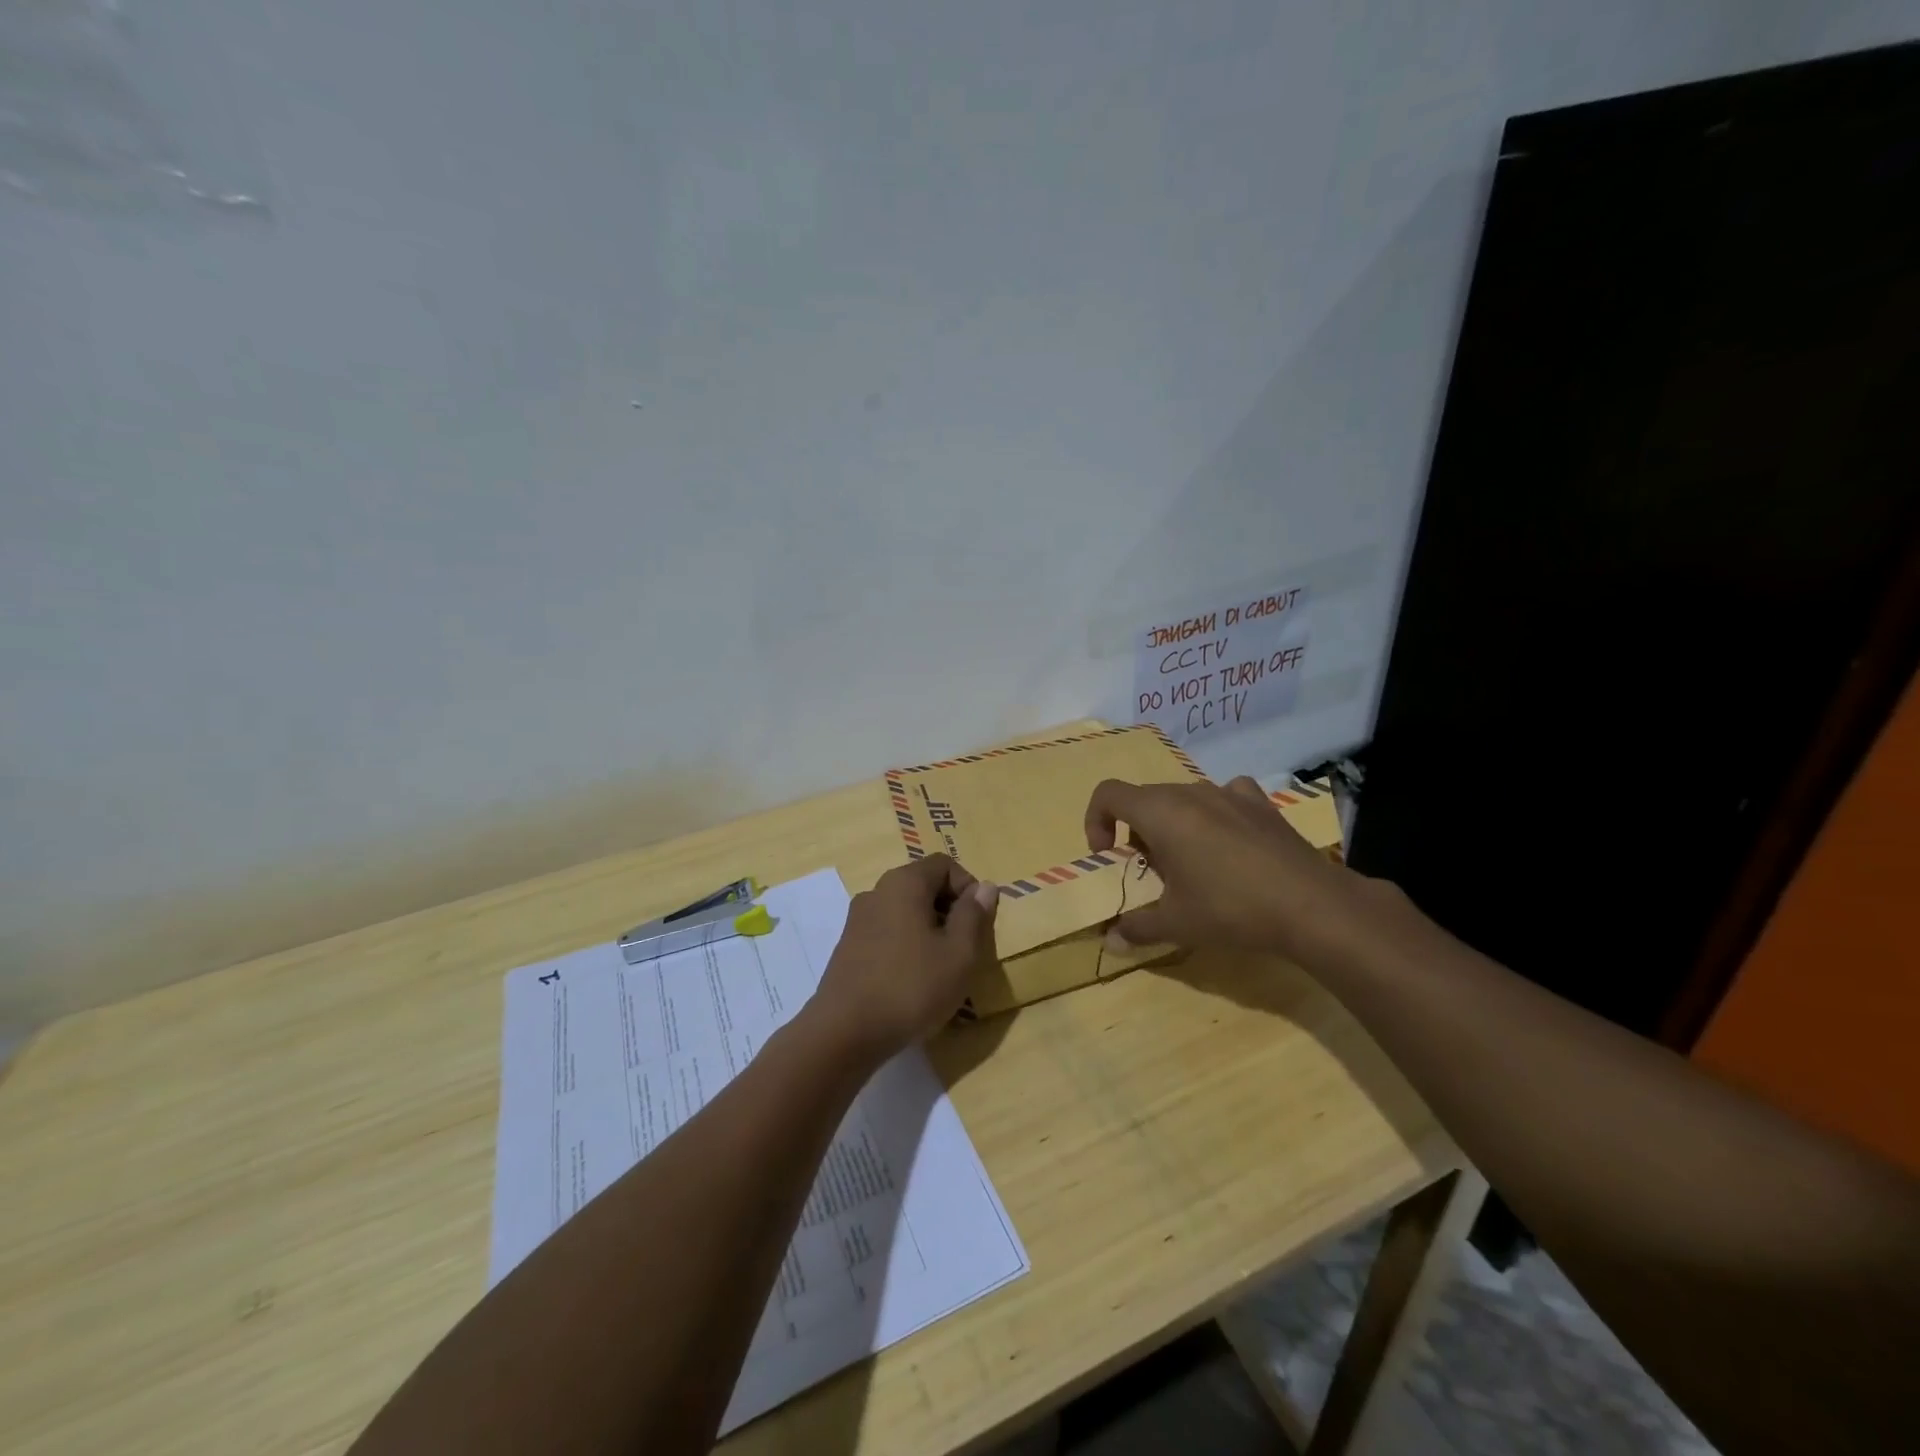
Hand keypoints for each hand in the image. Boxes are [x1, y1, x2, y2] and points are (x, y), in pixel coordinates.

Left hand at [808, 854, 998, 1061]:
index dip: (969, 888)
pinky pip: (887, 931)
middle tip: (964, 948)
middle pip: (923, 885)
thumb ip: (974, 915)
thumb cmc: (911, 988)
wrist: (844, 1033)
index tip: (978, 924)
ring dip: (929, 930)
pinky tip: (912, 981)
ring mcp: (858, 919)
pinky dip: (906, 945)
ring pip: (905, 910)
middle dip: (950, 910)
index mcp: (904, 883)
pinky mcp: (848, 946)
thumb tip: (985, 886)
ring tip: (941, 968)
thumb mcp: (959, 954)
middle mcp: (877, 891)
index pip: (945, 865)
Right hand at [1084, 775, 1380, 959]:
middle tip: (1151, 872)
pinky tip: (1229, 842)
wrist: (1311, 905)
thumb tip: (1110, 941)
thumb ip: (1136, 928)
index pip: (1108, 794)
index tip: (1109, 856)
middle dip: (1136, 832)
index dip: (1096, 821)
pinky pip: (1225, 796)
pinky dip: (1215, 814)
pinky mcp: (1260, 804)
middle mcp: (1189, 792)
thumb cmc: (1229, 908)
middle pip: (1145, 799)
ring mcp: (1228, 792)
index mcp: (1159, 812)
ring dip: (1173, 825)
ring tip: (1191, 864)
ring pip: (1183, 799)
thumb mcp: (1176, 923)